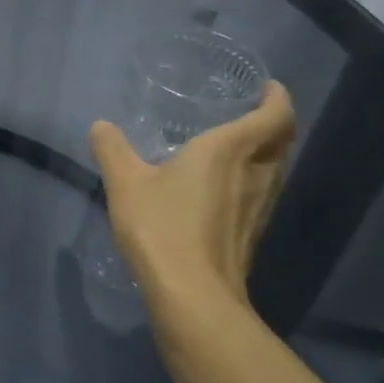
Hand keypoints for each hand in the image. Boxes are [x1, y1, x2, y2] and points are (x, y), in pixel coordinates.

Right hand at [89, 81, 295, 319]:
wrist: (193, 295)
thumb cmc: (162, 227)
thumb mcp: (125, 182)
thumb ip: (112, 149)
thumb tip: (101, 126)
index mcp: (230, 151)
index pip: (274, 116)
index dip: (277, 98)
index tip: (268, 87)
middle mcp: (256, 174)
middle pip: (282, 141)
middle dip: (274, 123)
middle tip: (250, 112)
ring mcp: (259, 207)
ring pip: (275, 169)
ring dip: (265, 152)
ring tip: (237, 146)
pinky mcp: (252, 233)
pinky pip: (262, 192)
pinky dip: (253, 179)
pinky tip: (223, 188)